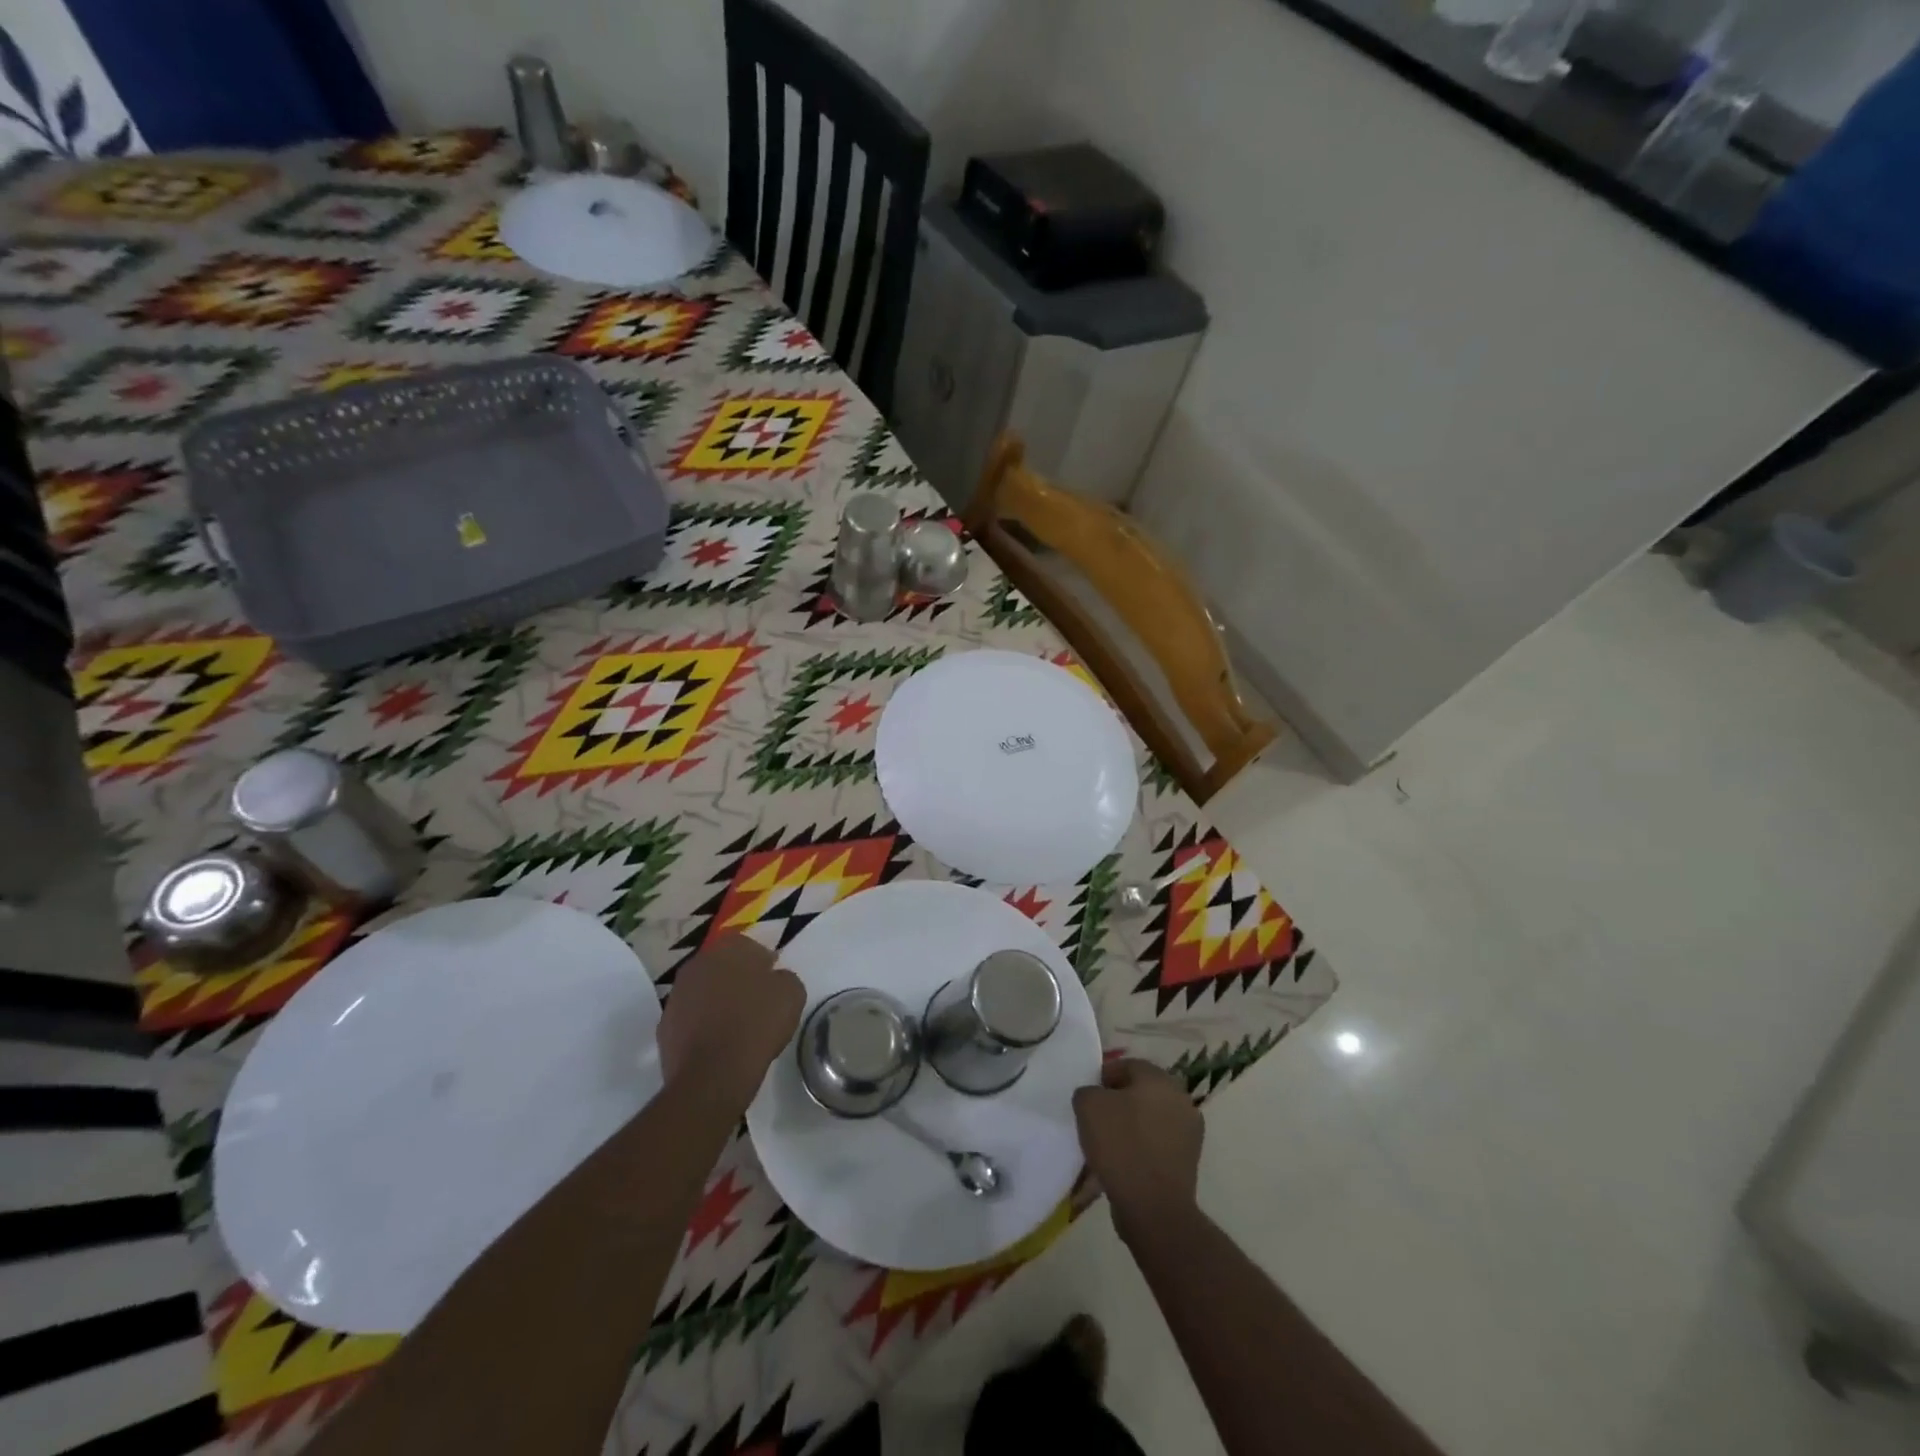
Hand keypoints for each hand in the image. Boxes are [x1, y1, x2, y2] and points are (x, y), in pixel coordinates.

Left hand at [659, 933, 804, 1113]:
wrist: (713, 1073)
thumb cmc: (757, 1024)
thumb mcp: (792, 994)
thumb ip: (784, 977)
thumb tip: (774, 979)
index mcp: (728, 948)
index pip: (748, 945)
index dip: (763, 963)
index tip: (773, 982)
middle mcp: (697, 963)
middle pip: (722, 966)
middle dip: (737, 979)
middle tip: (756, 1002)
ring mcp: (676, 994)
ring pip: (704, 991)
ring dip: (718, 1001)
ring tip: (737, 1025)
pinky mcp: (665, 1025)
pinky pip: (691, 1018)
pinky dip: (703, 1025)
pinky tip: (719, 1043)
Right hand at [1073, 1058, 1202, 1243]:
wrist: (1154, 1207)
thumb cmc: (1121, 1145)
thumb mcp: (1088, 1106)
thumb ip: (1088, 1091)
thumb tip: (1095, 1097)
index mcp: (1159, 1079)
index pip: (1127, 1066)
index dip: (1103, 1078)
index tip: (1088, 1097)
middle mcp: (1180, 1099)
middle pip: (1141, 1092)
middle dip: (1118, 1102)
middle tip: (1096, 1119)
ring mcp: (1189, 1131)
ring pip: (1150, 1119)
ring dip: (1131, 1125)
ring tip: (1107, 1144)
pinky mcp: (1189, 1161)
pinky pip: (1158, 1144)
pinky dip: (1141, 1148)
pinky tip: (1123, 1163)